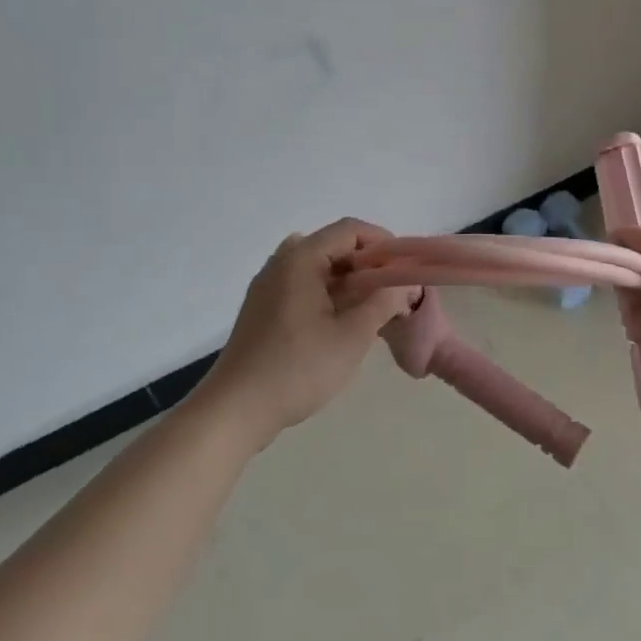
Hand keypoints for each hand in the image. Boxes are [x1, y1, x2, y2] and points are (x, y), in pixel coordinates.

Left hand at [203, 218, 413, 445]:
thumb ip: (383, 302)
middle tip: (394, 291)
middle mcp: (281, 263)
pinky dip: (329, 294)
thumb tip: (404, 284)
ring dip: (350, 281)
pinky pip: (304, 286)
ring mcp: (268, 287)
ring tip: (373, 309)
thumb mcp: (352, 336)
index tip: (405, 269)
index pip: (350, 229)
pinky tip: (343, 323)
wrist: (235, 410)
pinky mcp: (264, 309)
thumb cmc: (298, 369)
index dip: (383, 243)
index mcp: (300, 259)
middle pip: (333, 246)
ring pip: (319, 268)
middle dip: (369, 264)